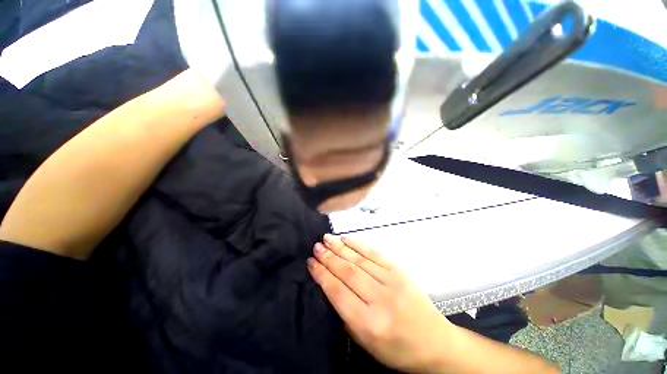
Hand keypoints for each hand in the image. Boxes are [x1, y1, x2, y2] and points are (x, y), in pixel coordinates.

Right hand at [308, 234, 452, 372]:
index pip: (338, 292)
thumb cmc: (396, 348)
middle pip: (348, 272)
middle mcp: (379, 299)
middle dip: (328, 257)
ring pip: (359, 259)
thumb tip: (329, 284)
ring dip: (340, 247)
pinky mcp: (399, 270)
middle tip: (316, 247)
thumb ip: (345, 314)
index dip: (322, 274)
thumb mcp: (365, 342)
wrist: (434, 342)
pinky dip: (358, 244)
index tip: (311, 262)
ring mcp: (391, 281)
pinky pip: (374, 253)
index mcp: (369, 323)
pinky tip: (347, 239)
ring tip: (326, 238)